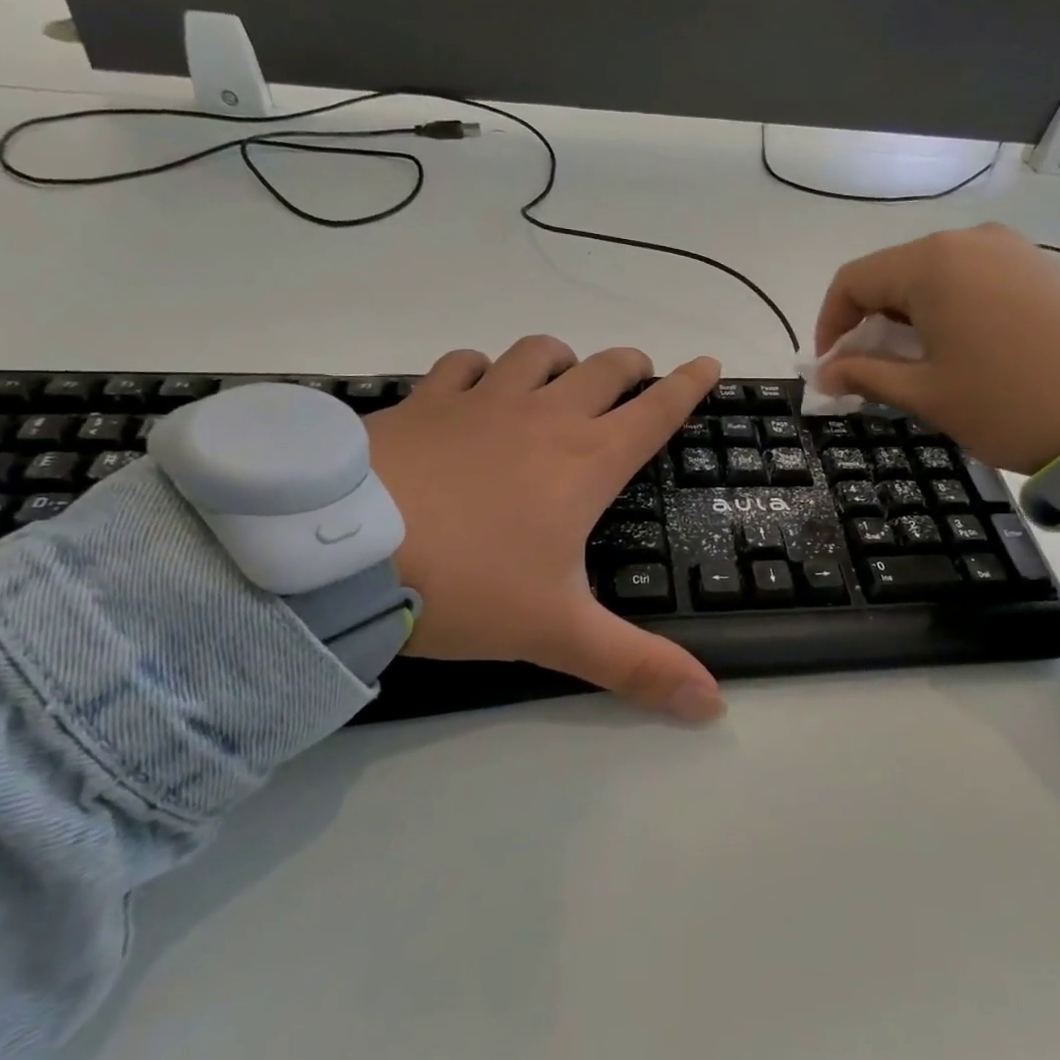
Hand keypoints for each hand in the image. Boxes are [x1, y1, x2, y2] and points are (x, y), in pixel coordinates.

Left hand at [364, 338, 723, 721]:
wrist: (345, 552)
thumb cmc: (467, 586)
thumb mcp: (558, 633)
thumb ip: (637, 666)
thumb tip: (713, 704)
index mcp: (586, 463)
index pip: (656, 412)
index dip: (689, 386)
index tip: (709, 363)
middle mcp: (543, 418)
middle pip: (606, 370)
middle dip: (632, 368)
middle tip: (640, 378)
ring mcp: (482, 401)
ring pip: (539, 354)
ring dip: (563, 361)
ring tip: (565, 378)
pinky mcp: (427, 400)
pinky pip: (467, 365)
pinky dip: (483, 370)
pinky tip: (477, 386)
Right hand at [816, 224, 1059, 473]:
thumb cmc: (1010, 403)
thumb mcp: (926, 395)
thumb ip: (865, 376)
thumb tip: (824, 374)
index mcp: (931, 264)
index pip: (852, 281)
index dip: (829, 326)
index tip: (829, 371)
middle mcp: (968, 241)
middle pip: (892, 275)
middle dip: (868, 325)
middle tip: (868, 377)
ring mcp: (1010, 250)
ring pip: (932, 279)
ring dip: (907, 321)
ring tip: (913, 370)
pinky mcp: (1039, 267)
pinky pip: (971, 281)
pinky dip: (946, 313)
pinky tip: (958, 353)